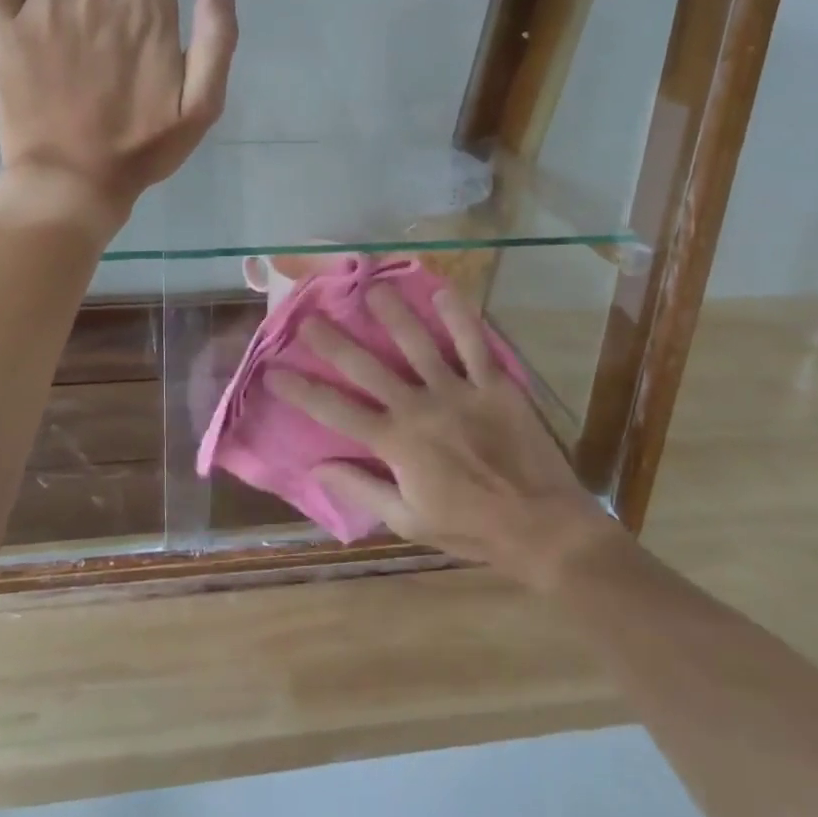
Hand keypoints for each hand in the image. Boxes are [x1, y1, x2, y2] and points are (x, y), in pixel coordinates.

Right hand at [266, 284, 619, 590]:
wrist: (543, 528)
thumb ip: (362, 488)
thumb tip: (317, 466)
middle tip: (309, 316)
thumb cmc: (471, 528)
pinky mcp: (495, 385)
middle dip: (334, 341)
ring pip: (418, 344)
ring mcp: (459, 392)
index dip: (302, 390)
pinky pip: (475, 344)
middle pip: (368, 367)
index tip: (274, 370)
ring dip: (393, 314)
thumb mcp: (408, 521)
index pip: (336, 411)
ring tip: (372, 289)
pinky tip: (443, 291)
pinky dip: (460, 316)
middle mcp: (420, 408)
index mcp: (396, 443)